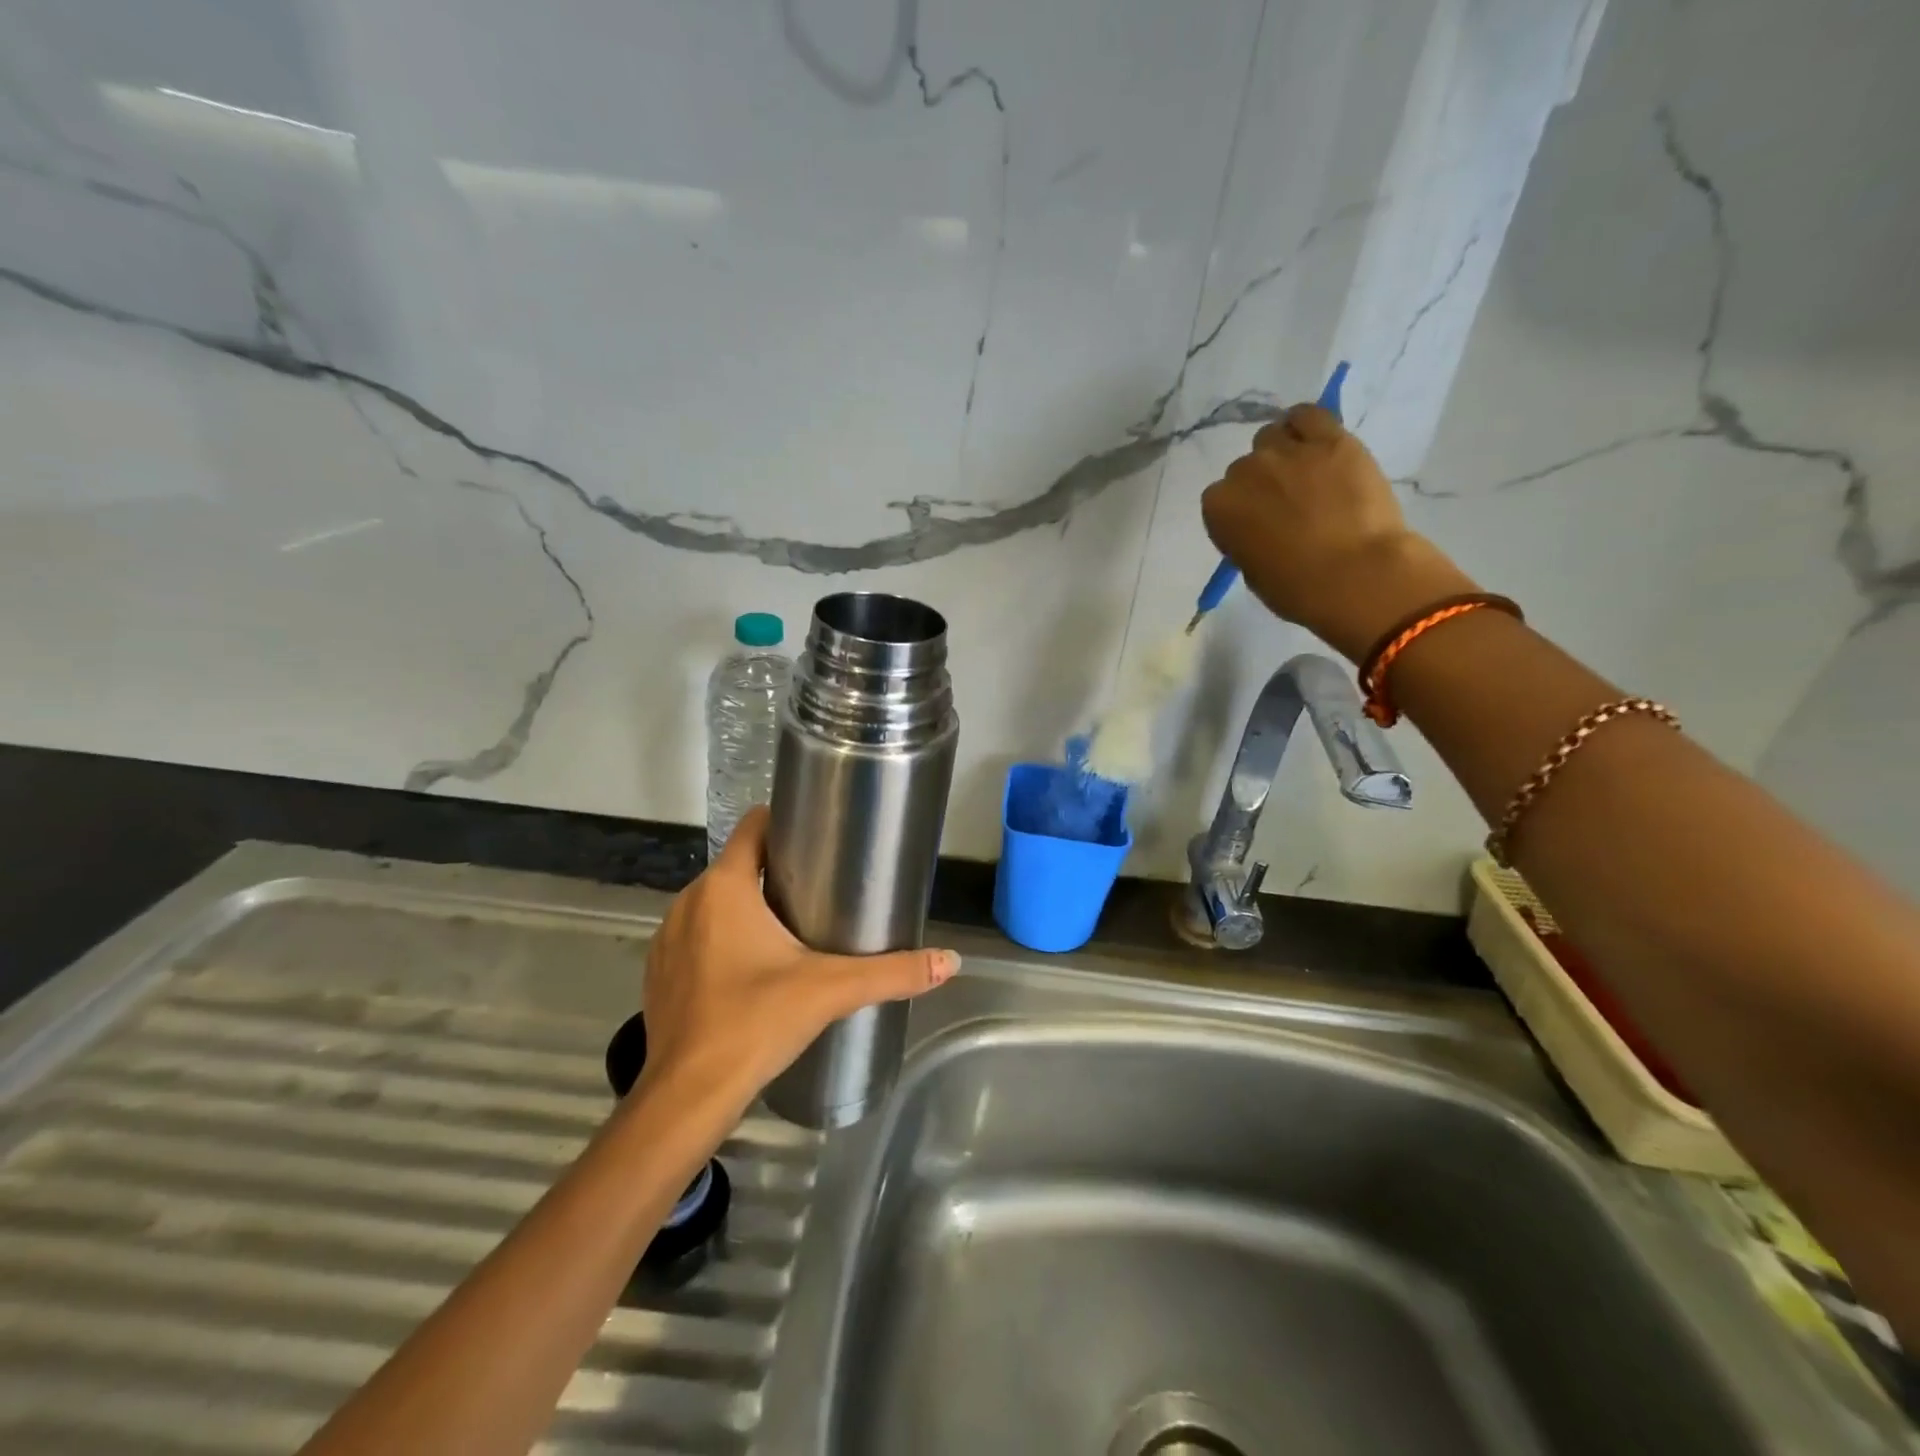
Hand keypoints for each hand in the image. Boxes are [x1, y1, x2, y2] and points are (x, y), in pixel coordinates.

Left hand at [637, 807, 959, 1108]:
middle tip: (823, 889)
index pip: (753, 826)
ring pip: (717, 902)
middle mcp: (689, 901)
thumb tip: (951, 961)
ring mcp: (668, 937)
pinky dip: (722, 939)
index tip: (821, 838)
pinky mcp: (660, 972)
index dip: (786, 823)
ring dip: (749, 907)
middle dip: (776, 871)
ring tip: (794, 928)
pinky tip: (752, 969)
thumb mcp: (831, 991)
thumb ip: (893, 972)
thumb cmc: (755, 1023)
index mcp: (724, 887)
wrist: (686, 1097)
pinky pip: (698, 936)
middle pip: (739, 865)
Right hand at [1200, 402, 1476, 659]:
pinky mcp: (1330, 438)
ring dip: (1282, 451)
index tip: (1258, 523)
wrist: (1355, 574)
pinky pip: (1308, 415)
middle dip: (1262, 482)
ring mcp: (1287, 451)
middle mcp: (1245, 471)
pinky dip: (1306, 425)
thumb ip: (1245, 537)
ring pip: (1273, 436)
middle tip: (1287, 503)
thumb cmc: (1295, 588)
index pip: (1220, 498)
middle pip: (1246, 466)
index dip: (1241, 509)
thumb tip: (1260, 524)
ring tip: (1305, 472)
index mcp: (1218, 507)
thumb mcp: (1251, 569)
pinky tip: (1315, 441)